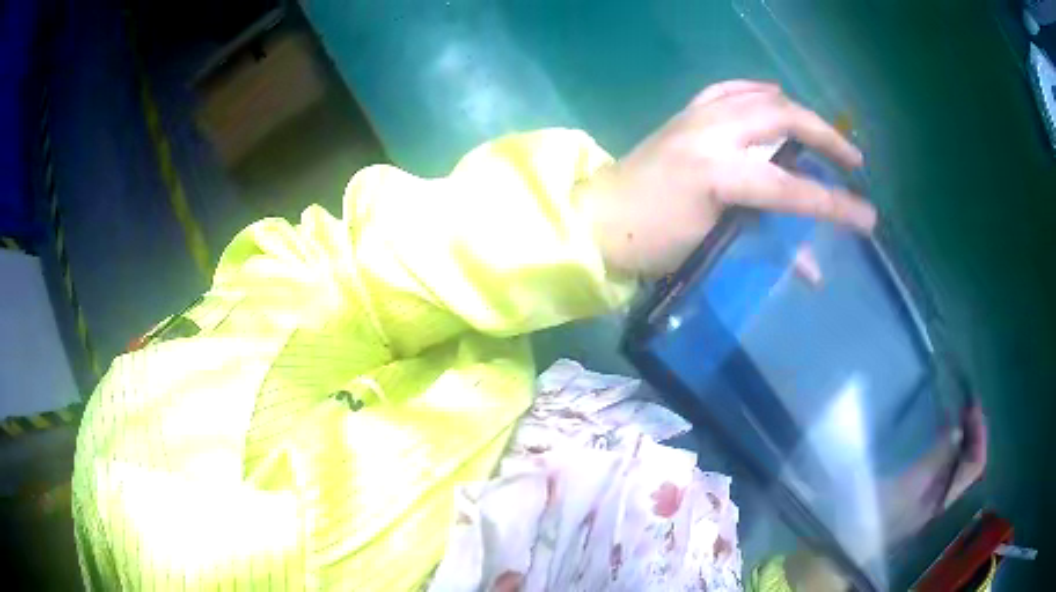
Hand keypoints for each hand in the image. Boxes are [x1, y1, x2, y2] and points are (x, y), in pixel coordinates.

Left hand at [577, 80, 876, 277]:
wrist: (596, 220)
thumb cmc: (650, 244)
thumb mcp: (711, 251)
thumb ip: (766, 248)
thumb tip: (813, 270)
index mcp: (718, 173)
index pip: (792, 189)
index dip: (835, 205)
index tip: (868, 218)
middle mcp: (711, 133)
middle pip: (783, 119)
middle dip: (826, 136)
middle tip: (853, 159)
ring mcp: (696, 116)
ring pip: (760, 97)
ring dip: (799, 112)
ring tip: (823, 133)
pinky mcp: (684, 112)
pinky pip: (728, 89)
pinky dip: (756, 90)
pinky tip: (773, 96)